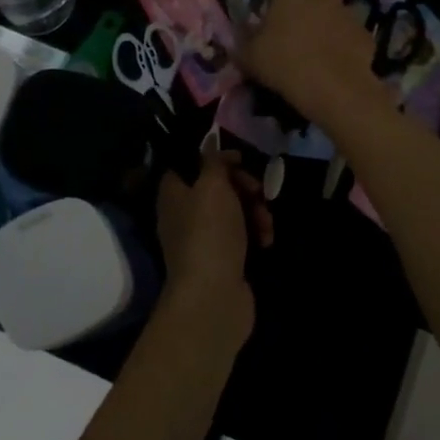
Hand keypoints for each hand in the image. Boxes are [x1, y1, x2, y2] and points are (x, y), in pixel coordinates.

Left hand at [156, 149, 270, 345]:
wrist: (214, 297)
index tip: (241, 160)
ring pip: (234, 211)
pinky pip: (241, 236)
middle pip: (217, 187)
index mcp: (173, 192)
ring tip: (265, 224)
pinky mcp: (222, 259)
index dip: (216, 158)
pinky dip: (255, 234)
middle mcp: (184, 213)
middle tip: (259, 193)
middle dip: (244, 187)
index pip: (191, 163)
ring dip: (255, 212)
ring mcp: (203, 239)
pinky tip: (266, 242)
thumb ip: (214, 161)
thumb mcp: (212, 186)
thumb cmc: (209, 233)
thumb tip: (209, 141)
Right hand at [235, 0, 389, 129]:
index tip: (268, 40)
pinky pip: (347, 40)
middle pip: (306, 5)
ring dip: (322, 35)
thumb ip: (242, 42)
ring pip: (329, 21)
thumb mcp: (248, 56)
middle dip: (300, 21)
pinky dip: (341, 51)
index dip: (271, 18)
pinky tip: (332, 73)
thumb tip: (242, 38)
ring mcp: (348, 12)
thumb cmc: (284, 63)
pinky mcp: (366, 34)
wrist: (334, 88)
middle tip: (290, 51)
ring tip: (312, 65)